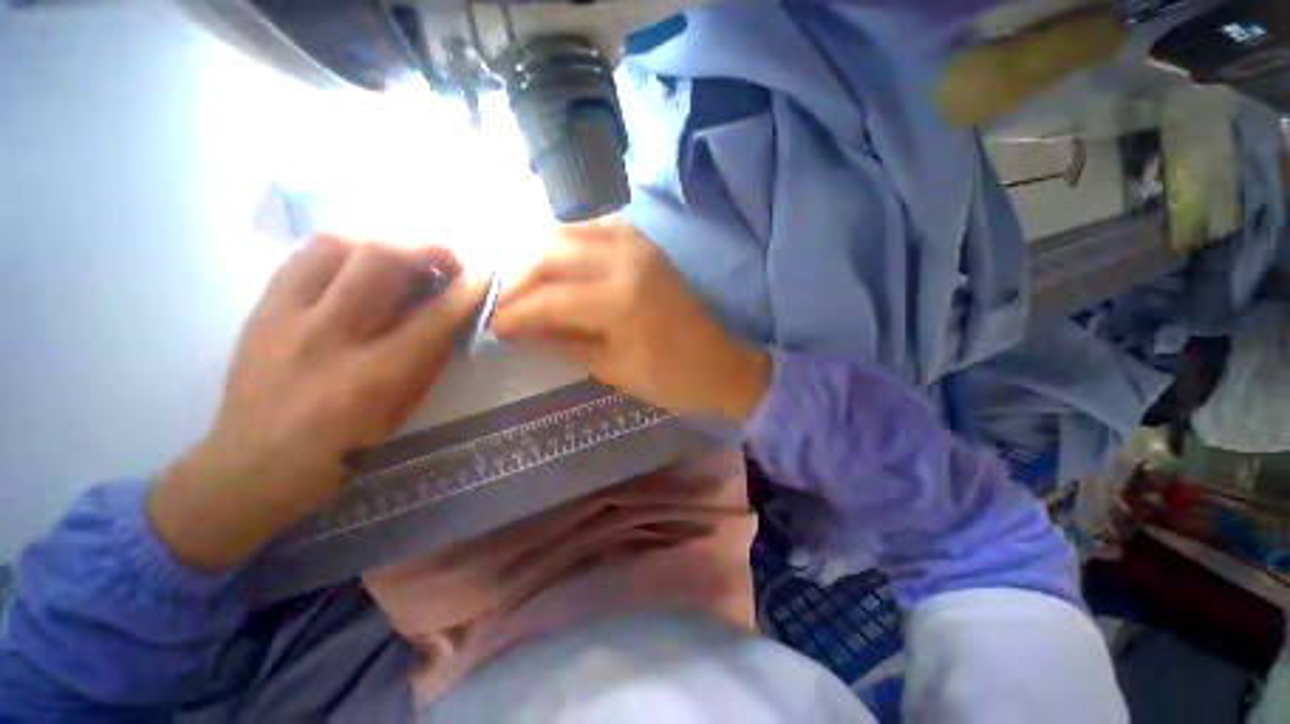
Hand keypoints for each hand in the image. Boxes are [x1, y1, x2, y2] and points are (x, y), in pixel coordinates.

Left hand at [149, 234, 488, 568]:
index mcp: (370, 377)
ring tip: (404, 255)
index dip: (465, 290)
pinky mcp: (259, 308)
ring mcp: (284, 316)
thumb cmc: (339, 452)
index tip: (485, 272)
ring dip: (383, 241)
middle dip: (426, 248)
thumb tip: (452, 319)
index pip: (432, 318)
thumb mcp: (399, 414)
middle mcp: (326, 337)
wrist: (248, 466)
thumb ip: (427, 362)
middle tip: (447, 257)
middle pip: (380, 261)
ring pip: (337, 244)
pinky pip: (304, 255)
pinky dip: (343, 248)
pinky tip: (360, 262)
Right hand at [491, 217, 769, 419]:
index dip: (514, 314)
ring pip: (569, 231)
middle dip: (517, 279)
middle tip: (503, 304)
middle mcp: (625, 261)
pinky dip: (570, 239)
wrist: (719, 364)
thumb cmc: (668, 378)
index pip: (548, 299)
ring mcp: (638, 246)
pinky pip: (597, 227)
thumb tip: (520, 330)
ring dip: (539, 254)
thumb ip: (562, 342)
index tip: (492, 327)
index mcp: (618, 301)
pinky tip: (561, 260)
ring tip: (525, 283)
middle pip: (550, 253)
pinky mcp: (647, 245)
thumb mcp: (610, 368)